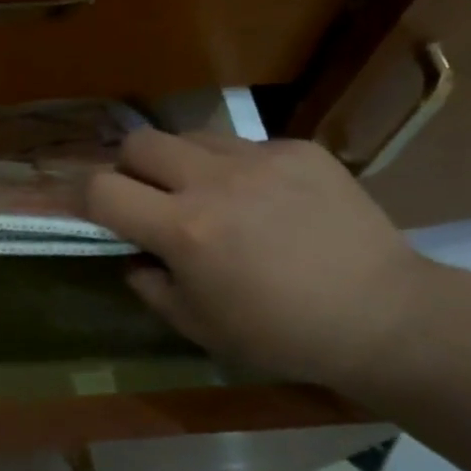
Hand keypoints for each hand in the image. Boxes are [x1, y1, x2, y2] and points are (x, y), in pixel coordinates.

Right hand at [85, 129, 437, 389]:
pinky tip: (267, 200)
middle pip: (139, 143)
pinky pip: (246, 145)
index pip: (102, 189)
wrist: (385, 317)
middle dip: (130, 168)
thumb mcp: (198, 326)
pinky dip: (238, 169)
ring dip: (182, 163)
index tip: (92, 210)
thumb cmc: (282, 334)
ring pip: (190, 136)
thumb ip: (150, 286)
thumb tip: (134, 256)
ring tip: (209, 194)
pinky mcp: (300, 150)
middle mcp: (215, 181)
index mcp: (185, 229)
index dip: (85, 197)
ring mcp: (260, 158)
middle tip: (150, 197)